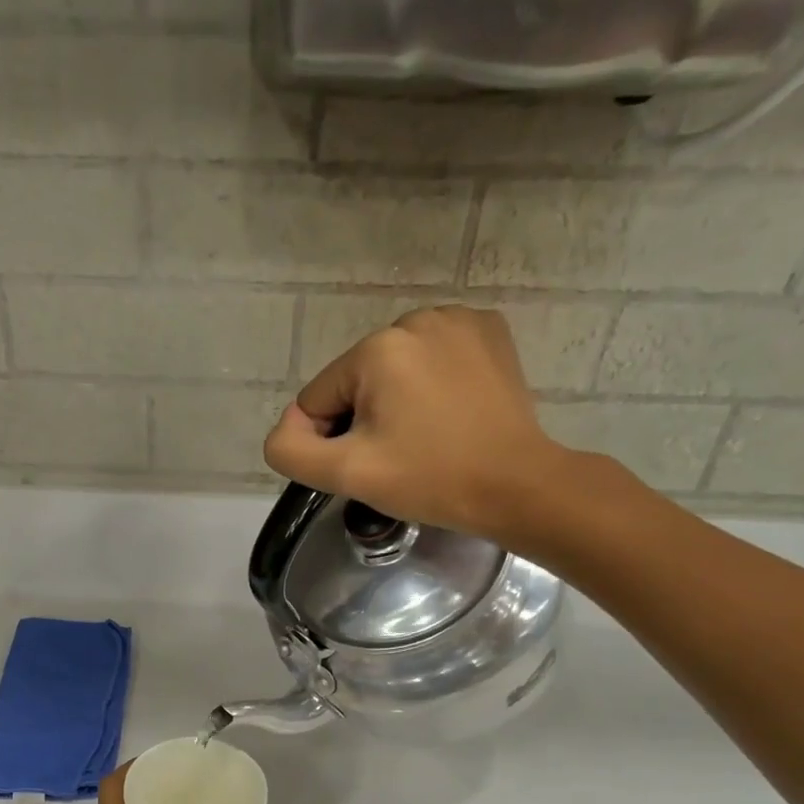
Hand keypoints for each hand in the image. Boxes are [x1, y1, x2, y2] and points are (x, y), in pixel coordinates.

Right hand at [263, 305, 581, 550]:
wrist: (516, 485)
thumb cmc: (429, 480)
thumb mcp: (346, 474)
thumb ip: (291, 451)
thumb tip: (287, 427)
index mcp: (376, 348)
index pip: (319, 398)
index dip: (333, 439)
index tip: (371, 464)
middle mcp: (415, 318)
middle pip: (357, 379)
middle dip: (367, 417)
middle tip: (401, 454)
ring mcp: (458, 319)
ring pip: (394, 368)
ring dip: (398, 399)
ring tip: (429, 434)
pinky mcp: (489, 331)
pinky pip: (434, 356)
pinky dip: (433, 381)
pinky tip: (451, 410)